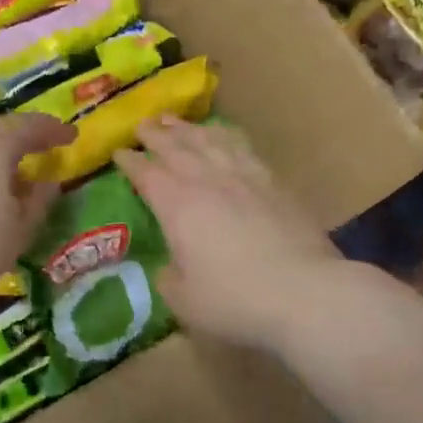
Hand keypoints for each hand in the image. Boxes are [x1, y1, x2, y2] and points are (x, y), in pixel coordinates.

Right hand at [115, 118, 344, 353]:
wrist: (304, 291)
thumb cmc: (235, 300)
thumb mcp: (185, 301)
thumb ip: (170, 279)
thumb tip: (170, 267)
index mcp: (178, 206)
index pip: (147, 175)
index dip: (130, 162)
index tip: (119, 152)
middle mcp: (208, 182)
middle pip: (176, 148)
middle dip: (155, 135)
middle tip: (142, 125)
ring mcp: (243, 177)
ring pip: (209, 140)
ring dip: (187, 128)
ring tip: (174, 120)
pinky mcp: (273, 182)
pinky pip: (242, 147)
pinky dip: (225, 135)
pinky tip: (222, 134)